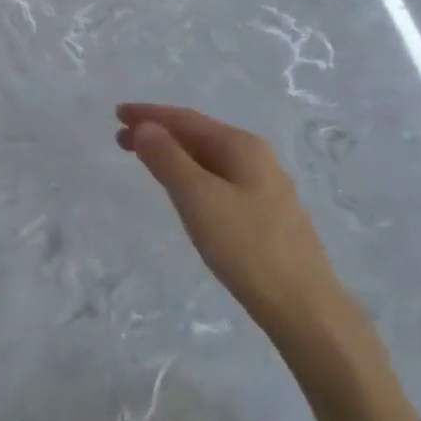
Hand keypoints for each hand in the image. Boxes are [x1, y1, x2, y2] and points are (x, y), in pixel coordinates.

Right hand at [116, 104, 350, 347]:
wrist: (303, 305)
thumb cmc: (246, 246)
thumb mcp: (198, 197)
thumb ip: (168, 159)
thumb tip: (145, 127)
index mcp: (242, 146)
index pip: (187, 119)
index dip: (150, 114)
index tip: (117, 114)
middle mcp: (256, 158)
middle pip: (198, 135)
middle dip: (159, 133)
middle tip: (120, 139)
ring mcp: (263, 187)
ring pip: (208, 159)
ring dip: (173, 154)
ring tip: (143, 159)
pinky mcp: (264, 214)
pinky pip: (217, 180)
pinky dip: (189, 174)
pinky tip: (182, 189)